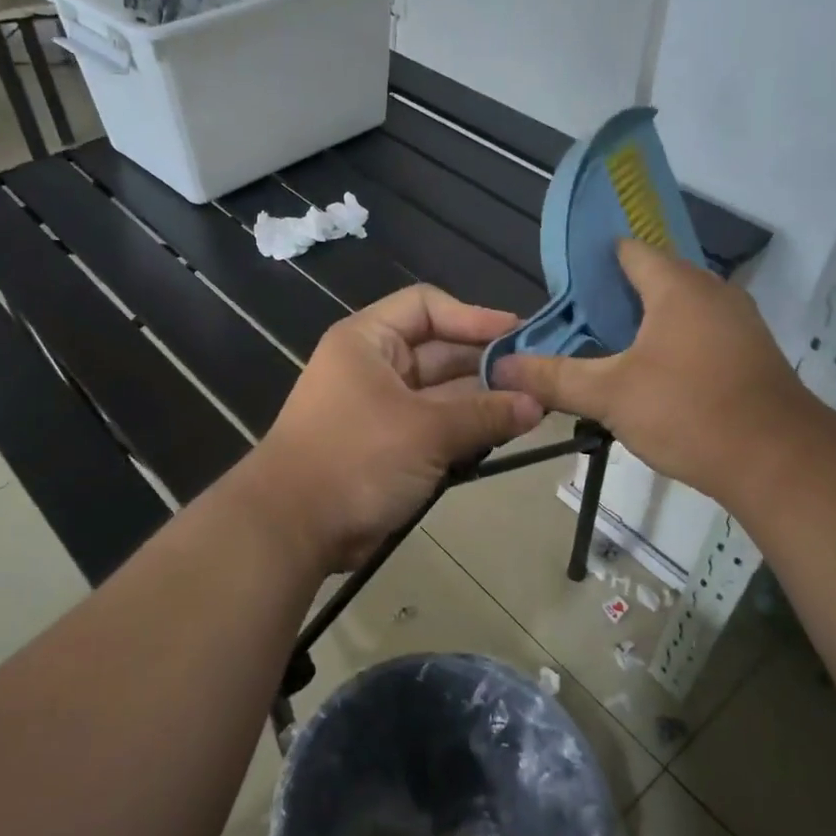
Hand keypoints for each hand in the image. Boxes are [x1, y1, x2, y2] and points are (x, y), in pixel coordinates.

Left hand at [243, 286, 544, 570]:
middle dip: (488, 365)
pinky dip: (468, 431)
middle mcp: (375, 367)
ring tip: (535, 409)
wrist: (295, 528)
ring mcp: (383, 409)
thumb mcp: (426, 430)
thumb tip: (538, 403)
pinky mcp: (392, 447)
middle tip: (540, 379)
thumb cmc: (356, 458)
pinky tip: (507, 435)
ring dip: (484, 402)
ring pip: (444, 394)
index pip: (427, 307)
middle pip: (441, 352)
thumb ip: (485, 413)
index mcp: (369, 341)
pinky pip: (438, 428)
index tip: (520, 336)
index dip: (473, 316)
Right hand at [493, 239, 830, 500]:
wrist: (778, 460)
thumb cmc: (688, 410)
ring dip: (644, 325)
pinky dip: (671, 345)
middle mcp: (712, 292)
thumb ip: (553, 378)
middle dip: (613, 298)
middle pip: (654, 280)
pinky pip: (699, 335)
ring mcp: (738, 323)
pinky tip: (650, 377)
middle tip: (574, 326)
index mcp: (677, 285)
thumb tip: (500, 366)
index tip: (560, 288)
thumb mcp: (609, 395)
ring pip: (679, 311)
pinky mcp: (750, 355)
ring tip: (605, 351)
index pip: (628, 251)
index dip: (592, 263)